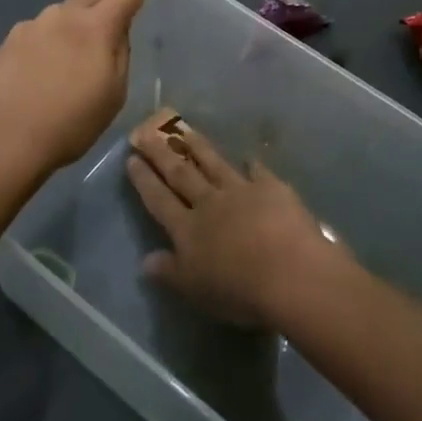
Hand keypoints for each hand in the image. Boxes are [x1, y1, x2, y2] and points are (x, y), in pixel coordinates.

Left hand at [0, 0, 163, 180]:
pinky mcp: (5, 45)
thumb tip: (115, 35)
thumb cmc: (68, 123)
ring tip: (74, 60)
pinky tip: (42, 75)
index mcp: (95, 27)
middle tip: (118, 14)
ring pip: (61, 17)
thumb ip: (119, 56)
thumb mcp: (112, 95)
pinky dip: (48, 45)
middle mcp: (61, 16)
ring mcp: (28, 28)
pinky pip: (37, 36)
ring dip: (74, 26)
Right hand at [125, 110, 349, 327]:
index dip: (144, 180)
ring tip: (183, 129)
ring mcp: (241, 190)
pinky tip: (248, 157)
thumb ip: (170, 272)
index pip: (159, 200)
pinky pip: (258, 172)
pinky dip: (252, 164)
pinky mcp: (271, 188)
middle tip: (145, 132)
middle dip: (161, 153)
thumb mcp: (196, 290)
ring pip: (213, 163)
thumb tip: (145, 260)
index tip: (132, 158)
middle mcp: (210, 202)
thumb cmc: (238, 291)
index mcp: (188, 229)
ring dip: (197, 146)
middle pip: (180, 173)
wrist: (289, 273)